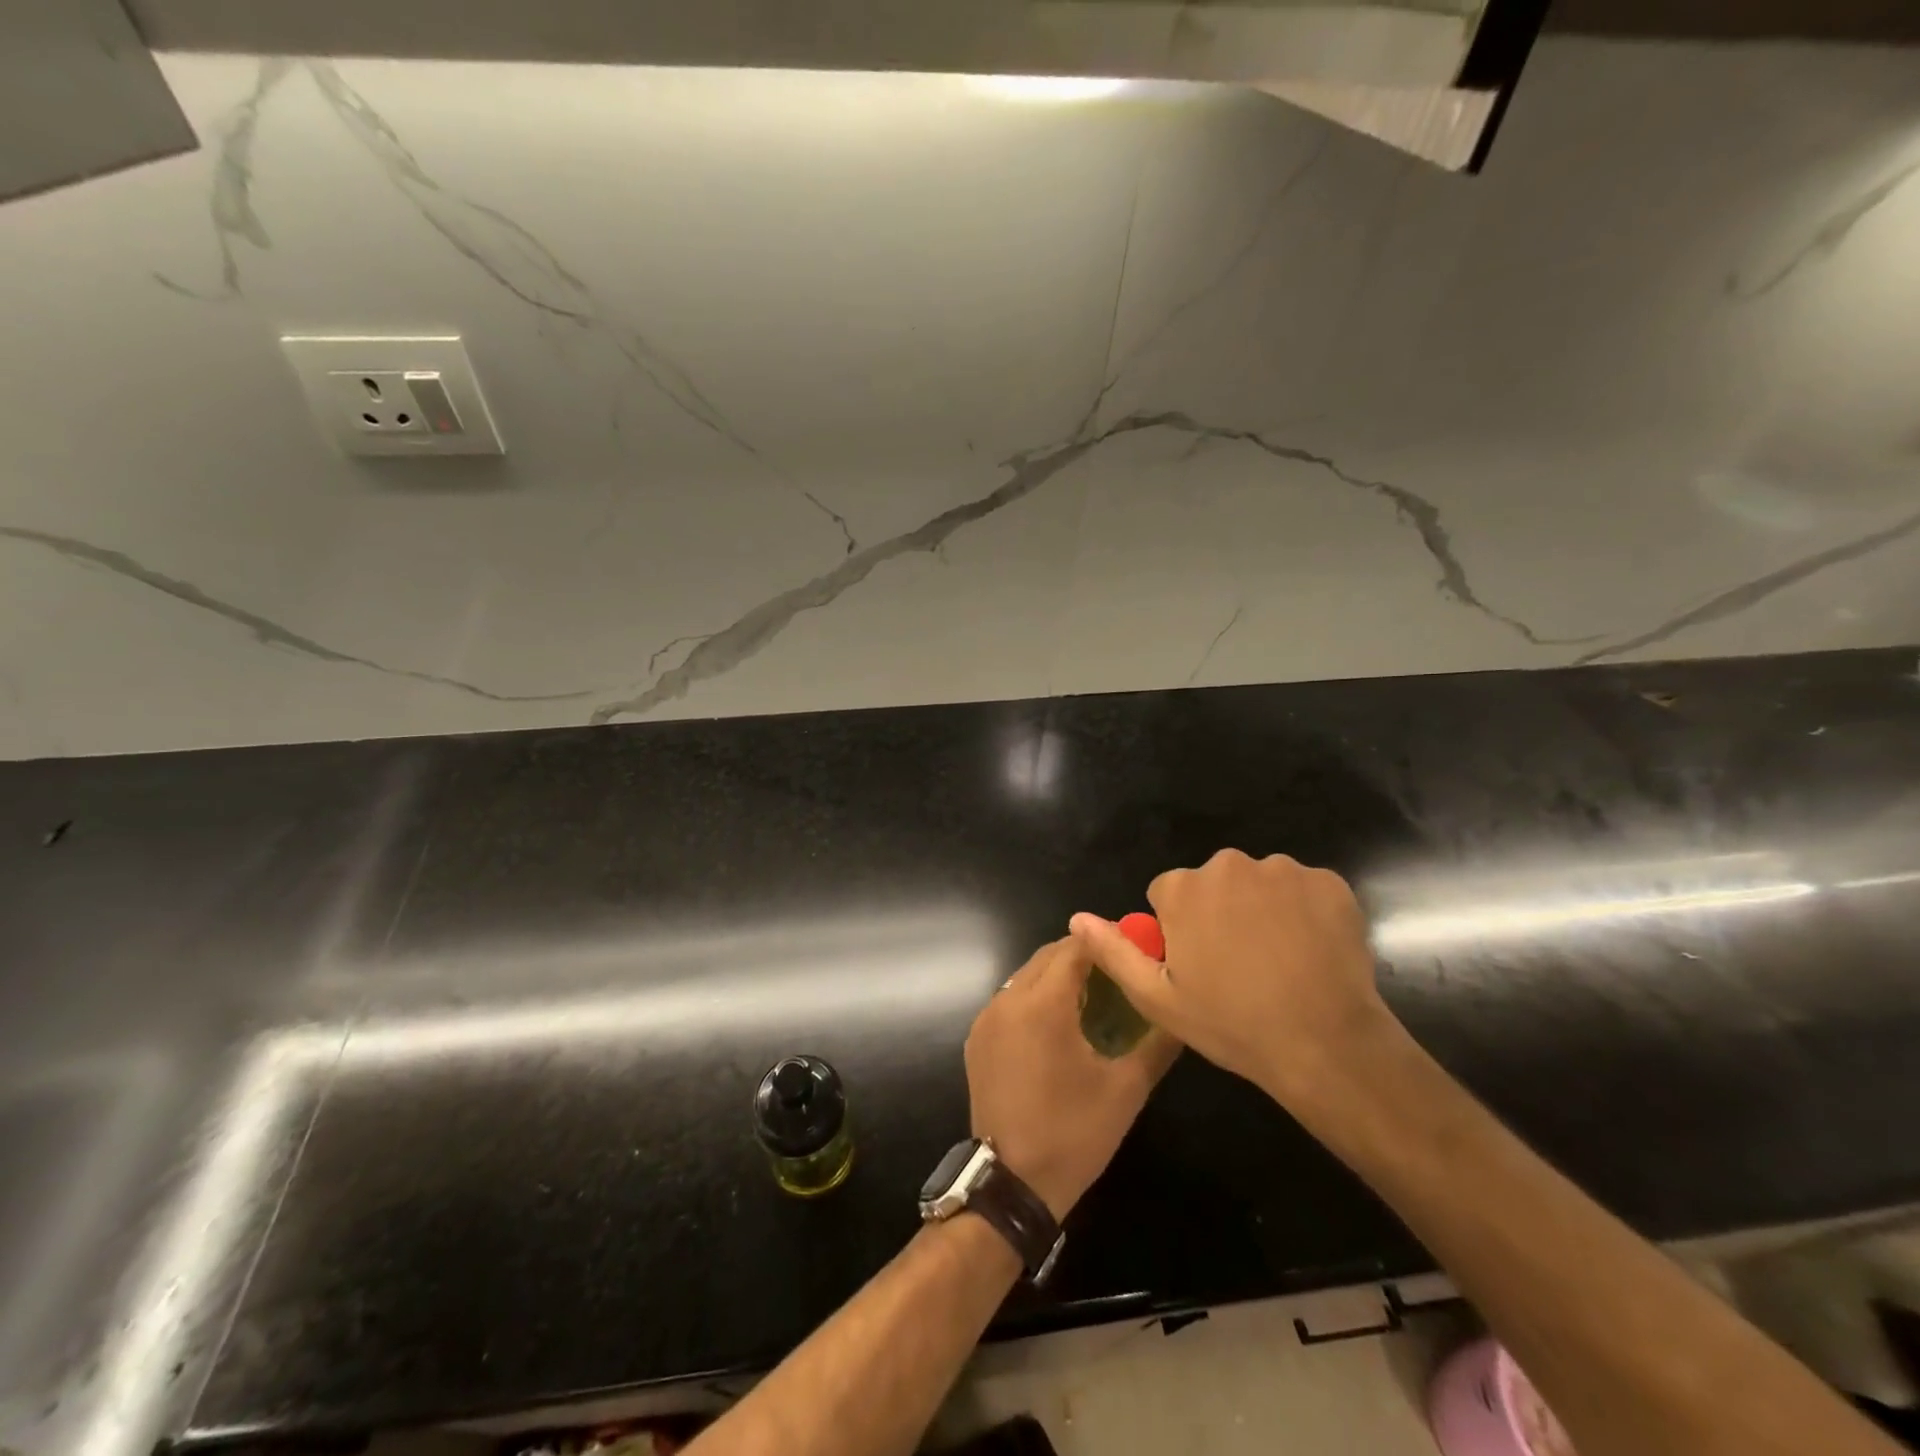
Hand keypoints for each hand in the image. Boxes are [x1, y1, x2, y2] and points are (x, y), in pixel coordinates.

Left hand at [965, 938, 1180, 1219]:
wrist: (1011, 1183)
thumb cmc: (1073, 1133)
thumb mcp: (1125, 1090)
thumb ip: (1156, 1044)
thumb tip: (1179, 1013)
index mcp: (1042, 1004)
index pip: (1074, 947)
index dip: (1104, 940)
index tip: (1133, 945)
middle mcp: (1008, 1000)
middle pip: (1048, 956)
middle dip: (1082, 954)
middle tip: (1118, 970)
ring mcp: (987, 1019)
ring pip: (1026, 975)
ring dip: (1058, 975)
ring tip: (1094, 994)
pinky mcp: (977, 1039)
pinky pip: (1010, 999)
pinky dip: (1035, 997)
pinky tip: (1060, 1023)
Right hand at [1068, 850, 1395, 1112]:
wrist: (1327, 1044)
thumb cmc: (1232, 1024)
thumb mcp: (1158, 998)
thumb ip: (1114, 951)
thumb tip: (1077, 918)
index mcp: (1184, 888)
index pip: (1169, 894)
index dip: (1179, 929)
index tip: (1199, 965)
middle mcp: (1229, 865)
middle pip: (1214, 883)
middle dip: (1220, 911)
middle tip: (1239, 966)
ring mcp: (1283, 870)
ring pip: (1260, 884)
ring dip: (1262, 909)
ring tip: (1279, 961)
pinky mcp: (1329, 882)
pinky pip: (1304, 890)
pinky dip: (1304, 912)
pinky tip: (1311, 952)